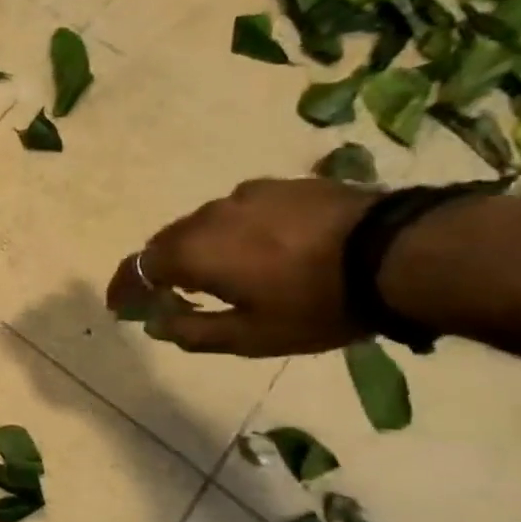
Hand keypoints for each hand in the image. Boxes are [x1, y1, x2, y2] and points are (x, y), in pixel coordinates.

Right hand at [105, 178, 374, 356]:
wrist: (401, 252)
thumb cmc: (316, 303)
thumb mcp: (251, 336)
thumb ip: (194, 332)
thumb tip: (156, 323)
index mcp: (192, 253)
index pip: (136, 267)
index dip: (123, 288)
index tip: (119, 307)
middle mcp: (208, 217)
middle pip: (166, 242)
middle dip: (160, 269)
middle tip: (170, 296)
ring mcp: (247, 195)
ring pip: (204, 224)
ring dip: (199, 249)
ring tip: (221, 272)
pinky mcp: (284, 185)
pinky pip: (241, 211)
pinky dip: (235, 232)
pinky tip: (263, 248)